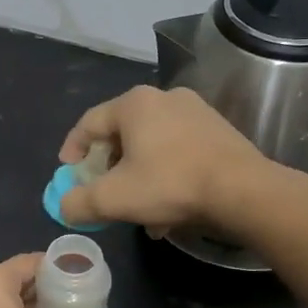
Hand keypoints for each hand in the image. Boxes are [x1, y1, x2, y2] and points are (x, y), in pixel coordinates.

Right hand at [58, 86, 270, 232]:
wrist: (244, 191)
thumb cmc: (170, 185)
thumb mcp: (113, 199)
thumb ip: (78, 202)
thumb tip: (64, 205)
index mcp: (134, 104)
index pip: (89, 123)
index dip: (72, 149)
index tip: (67, 173)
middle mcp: (164, 98)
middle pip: (122, 133)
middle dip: (109, 167)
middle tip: (103, 191)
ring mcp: (196, 112)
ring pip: (152, 146)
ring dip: (138, 176)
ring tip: (138, 209)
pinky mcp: (219, 131)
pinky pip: (178, 151)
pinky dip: (166, 175)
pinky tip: (170, 207)